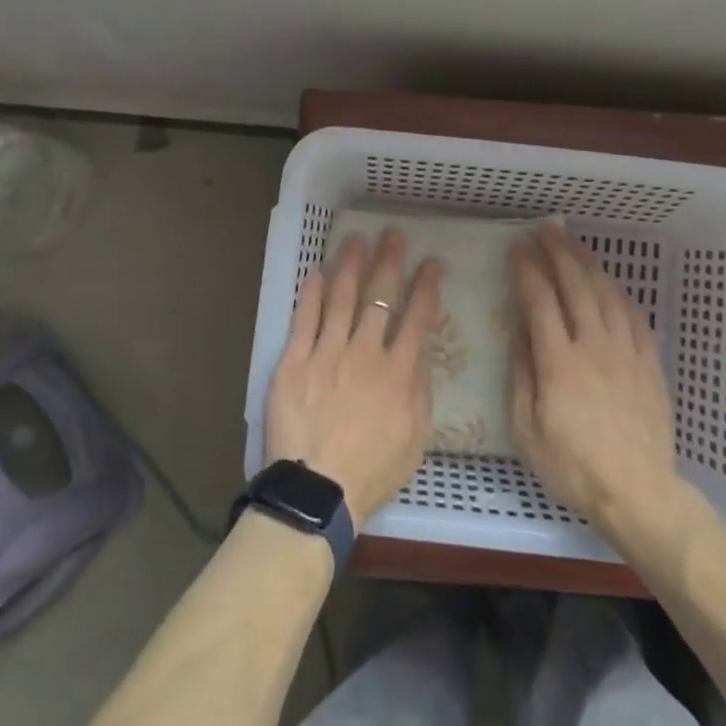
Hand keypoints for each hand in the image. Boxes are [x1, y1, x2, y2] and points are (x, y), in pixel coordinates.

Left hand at [265, 229, 442, 523]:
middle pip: (380, 297)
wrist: (318, 491)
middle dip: (389, 261)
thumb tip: (419, 350)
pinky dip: (310, 293)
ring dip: (350, 266)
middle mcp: (365, 352)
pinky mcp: (293, 361)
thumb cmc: (373, 470)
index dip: (426, 287)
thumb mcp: (416, 436)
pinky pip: (303, 319)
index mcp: (398, 371)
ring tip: (356, 239)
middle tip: (393, 233)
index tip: (432, 263)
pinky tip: (315, 271)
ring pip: (341, 299)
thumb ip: (419, 388)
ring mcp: (326, 353)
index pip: (417, 318)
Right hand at [509, 223, 685, 540]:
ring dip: (588, 264)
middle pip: (576, 286)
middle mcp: (595, 347)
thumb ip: (521, 374)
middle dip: (558, 252)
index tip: (517, 248)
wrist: (639, 493)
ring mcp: (627, 353)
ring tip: (573, 243)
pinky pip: (635, 316)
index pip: (540, 301)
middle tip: (544, 230)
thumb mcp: (527, 430)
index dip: (528, 270)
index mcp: (559, 362)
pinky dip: (618, 292)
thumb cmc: (573, 467)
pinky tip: (609, 284)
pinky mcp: (650, 364)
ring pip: (607, 294)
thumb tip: (518, 330)